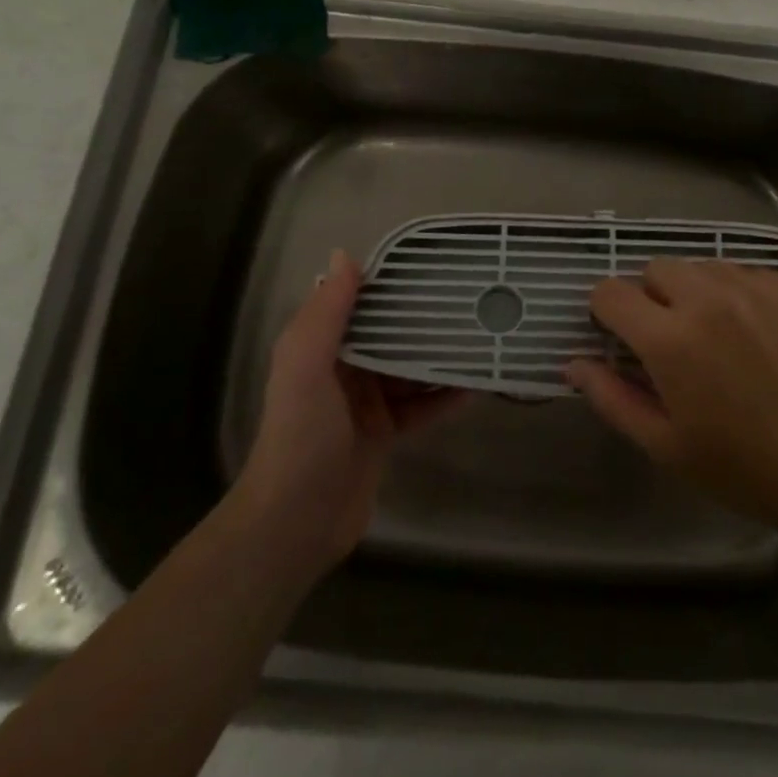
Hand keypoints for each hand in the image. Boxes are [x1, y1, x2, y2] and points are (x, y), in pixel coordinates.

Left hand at [237, 249, 467, 572]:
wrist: (296, 522)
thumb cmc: (301, 434)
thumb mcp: (305, 365)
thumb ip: (326, 313)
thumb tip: (346, 254)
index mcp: (321, 348)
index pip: (360, 304)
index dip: (391, 284)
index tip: (431, 266)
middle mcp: (344, 370)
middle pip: (390, 335)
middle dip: (424, 320)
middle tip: (469, 300)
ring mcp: (366, 405)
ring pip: (410, 370)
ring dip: (440, 357)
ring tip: (481, 337)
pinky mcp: (385, 435)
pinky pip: (421, 407)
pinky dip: (445, 397)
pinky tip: (476, 387)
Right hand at [567, 259, 777, 535]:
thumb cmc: (747, 469)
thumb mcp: (667, 446)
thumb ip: (612, 399)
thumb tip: (574, 363)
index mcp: (671, 339)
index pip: (611, 292)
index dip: (605, 311)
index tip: (618, 335)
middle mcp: (710, 298)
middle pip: (657, 267)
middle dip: (652, 297)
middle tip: (672, 340)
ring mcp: (757, 287)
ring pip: (703, 266)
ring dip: (696, 291)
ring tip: (718, 335)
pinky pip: (748, 272)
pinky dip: (739, 294)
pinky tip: (759, 333)